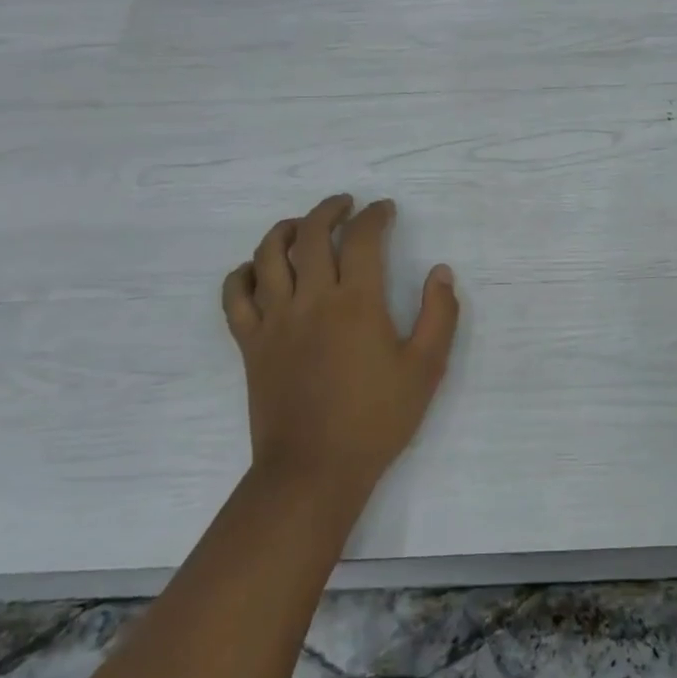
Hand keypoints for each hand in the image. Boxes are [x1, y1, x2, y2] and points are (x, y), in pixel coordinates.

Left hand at [221, 195, 459, 501]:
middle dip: (330, 210)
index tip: (385, 210)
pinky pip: (235, 296)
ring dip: (285, 229)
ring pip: (268, 255)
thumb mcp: (426, 369)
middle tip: (346, 206)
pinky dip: (243, 273)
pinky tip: (258, 270)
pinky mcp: (250, 344)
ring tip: (302, 225)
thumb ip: (439, 315)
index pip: (362, 238)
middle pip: (311, 234)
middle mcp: (311, 300)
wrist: (313, 471)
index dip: (375, 216)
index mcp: (356, 302)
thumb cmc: (375, 420)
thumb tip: (441, 272)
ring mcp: (274, 320)